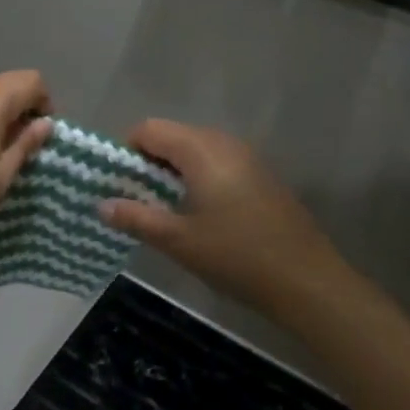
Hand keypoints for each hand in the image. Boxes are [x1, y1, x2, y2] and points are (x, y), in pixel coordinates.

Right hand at [100, 119, 348, 314]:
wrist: (308, 280)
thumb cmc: (237, 256)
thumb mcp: (178, 240)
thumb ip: (136, 217)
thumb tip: (101, 205)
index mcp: (201, 149)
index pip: (149, 129)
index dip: (126, 151)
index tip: (117, 185)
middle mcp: (224, 142)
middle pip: (172, 136)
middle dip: (148, 163)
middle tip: (136, 201)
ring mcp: (247, 157)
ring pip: (195, 151)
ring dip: (172, 172)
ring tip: (164, 211)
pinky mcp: (261, 176)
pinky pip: (216, 163)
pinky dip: (197, 179)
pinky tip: (199, 215)